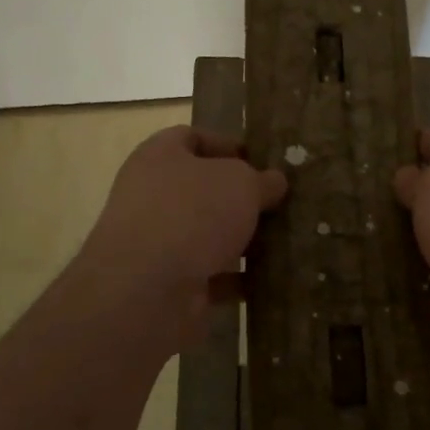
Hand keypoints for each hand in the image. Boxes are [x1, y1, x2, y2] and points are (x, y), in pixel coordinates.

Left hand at [80, 126, 287, 344]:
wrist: (145, 292)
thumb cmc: (192, 214)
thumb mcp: (241, 183)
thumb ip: (262, 179)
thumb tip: (274, 181)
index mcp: (159, 156)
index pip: (193, 138)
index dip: (228, 145)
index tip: (263, 161)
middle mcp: (152, 195)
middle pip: (203, 189)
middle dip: (241, 198)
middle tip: (280, 203)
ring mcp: (157, 242)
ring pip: (208, 234)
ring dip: (242, 239)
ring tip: (284, 240)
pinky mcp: (168, 283)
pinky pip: (211, 274)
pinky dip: (237, 278)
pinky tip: (270, 278)